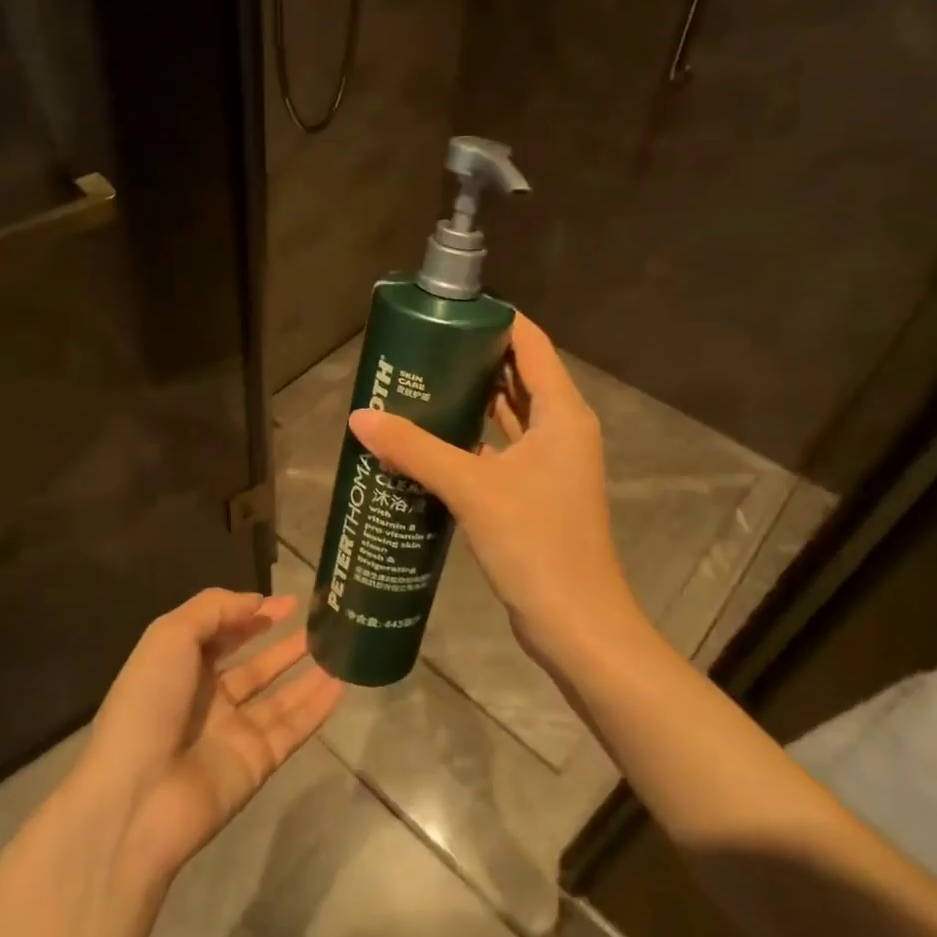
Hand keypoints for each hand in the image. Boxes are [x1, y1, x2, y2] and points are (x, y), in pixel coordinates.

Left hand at [81, 589, 341, 881]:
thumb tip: (257, 601)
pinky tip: (341, 685)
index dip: (253, 615)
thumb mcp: (170, 636)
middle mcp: (208, 699)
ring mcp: (234, 733)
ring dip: (307, 673)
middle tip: (322, 624)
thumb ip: (214, 609)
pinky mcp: (257, 763)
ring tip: (341, 649)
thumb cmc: (148, 704)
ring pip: (280, 697)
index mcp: (180, 667)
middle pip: (255, 666)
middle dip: (284, 645)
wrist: (137, 799)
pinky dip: (316, 708)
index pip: (223, 634)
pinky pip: (293, 729)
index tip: (290, 602)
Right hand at [347, 314, 647, 673]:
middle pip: (518, 375)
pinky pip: (502, 449)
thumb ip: (415, 449)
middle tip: (420, 349)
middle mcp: (562, 429)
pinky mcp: (537, 493)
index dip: (494, 320)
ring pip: (509, 415)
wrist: (576, 624)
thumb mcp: (472, 488)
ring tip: (419, 386)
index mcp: (562, 413)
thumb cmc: (536, 543)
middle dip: (473, 359)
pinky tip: (433, 441)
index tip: (447, 312)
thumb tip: (360, 417)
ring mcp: (552, 464)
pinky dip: (473, 439)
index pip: (531, 343)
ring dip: (471, 400)